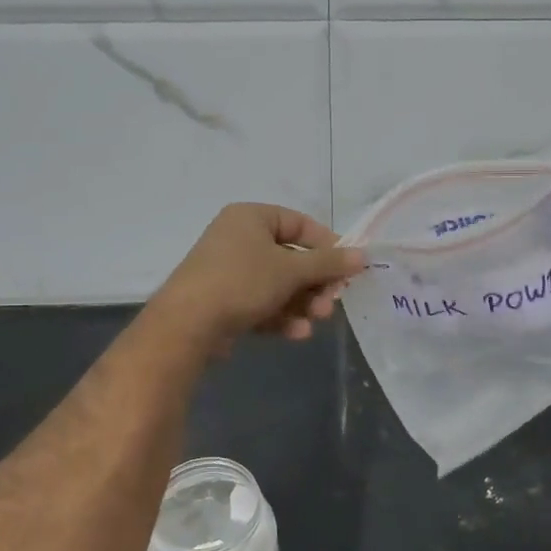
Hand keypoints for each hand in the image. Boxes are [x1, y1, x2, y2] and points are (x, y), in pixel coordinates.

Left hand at [151, 203, 364, 352]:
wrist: (187, 325)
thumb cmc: (242, 282)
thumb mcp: (291, 270)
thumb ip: (328, 263)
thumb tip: (363, 256)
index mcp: (251, 217)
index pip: (299, 223)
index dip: (327, 245)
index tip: (348, 267)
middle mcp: (239, 239)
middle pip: (291, 258)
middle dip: (315, 284)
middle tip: (332, 302)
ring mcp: (229, 272)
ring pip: (278, 285)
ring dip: (302, 303)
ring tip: (316, 320)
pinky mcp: (225, 302)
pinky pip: (262, 303)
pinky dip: (281, 316)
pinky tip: (297, 333)